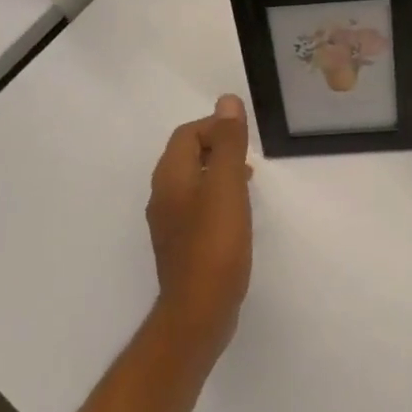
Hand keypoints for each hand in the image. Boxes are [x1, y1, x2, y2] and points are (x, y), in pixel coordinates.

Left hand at [146, 96, 253, 349]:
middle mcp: (163, 195)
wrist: (199, 311)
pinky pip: (196, 206)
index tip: (244, 137)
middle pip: (186, 156)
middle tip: (249, 156)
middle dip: (217, 147)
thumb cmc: (215, 243)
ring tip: (247, 180)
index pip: (187, 134)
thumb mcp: (227, 185)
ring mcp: (169, 222)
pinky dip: (216, 197)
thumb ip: (228, 143)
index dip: (215, 126)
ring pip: (192, 181)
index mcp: (170, 177)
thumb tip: (227, 101)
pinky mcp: (181, 244)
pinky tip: (237, 213)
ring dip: (218, 172)